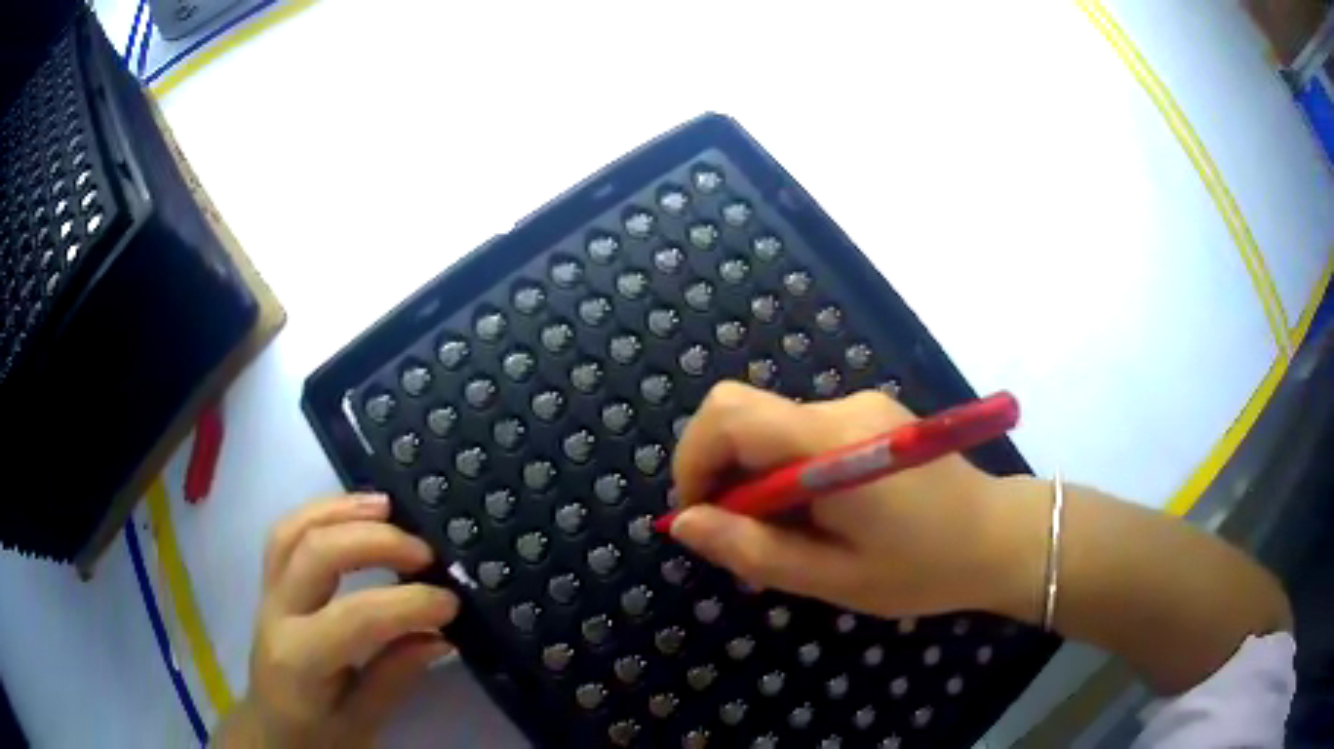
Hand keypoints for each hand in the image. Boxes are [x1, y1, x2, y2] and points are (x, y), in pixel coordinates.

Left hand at [217, 494, 458, 747]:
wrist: (272, 729)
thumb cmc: (318, 735)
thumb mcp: (363, 722)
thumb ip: (395, 676)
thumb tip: (439, 636)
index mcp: (300, 660)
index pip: (354, 617)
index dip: (406, 604)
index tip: (450, 603)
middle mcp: (277, 614)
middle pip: (315, 554)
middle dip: (375, 543)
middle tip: (424, 552)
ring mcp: (268, 591)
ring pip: (294, 529)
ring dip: (342, 511)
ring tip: (387, 506)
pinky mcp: (271, 581)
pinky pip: (287, 532)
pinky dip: (321, 511)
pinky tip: (354, 511)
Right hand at [667, 382, 1019, 619]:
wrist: (999, 537)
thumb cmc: (923, 568)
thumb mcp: (833, 577)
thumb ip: (754, 550)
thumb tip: (684, 524)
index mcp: (833, 444)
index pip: (730, 414)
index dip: (694, 460)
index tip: (701, 517)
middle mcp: (842, 408)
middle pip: (743, 414)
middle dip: (720, 473)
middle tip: (742, 536)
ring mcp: (859, 406)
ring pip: (769, 427)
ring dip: (755, 479)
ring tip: (788, 537)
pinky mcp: (869, 415)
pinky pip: (800, 434)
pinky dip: (784, 473)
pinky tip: (816, 516)